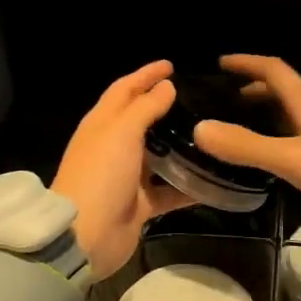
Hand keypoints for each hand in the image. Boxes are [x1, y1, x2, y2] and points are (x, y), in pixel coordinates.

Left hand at [52, 61, 195, 276]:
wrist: (86, 236)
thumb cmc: (101, 175)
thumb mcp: (122, 133)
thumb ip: (146, 108)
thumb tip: (166, 87)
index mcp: (102, 124)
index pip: (124, 90)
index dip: (145, 75)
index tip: (171, 65)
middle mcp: (113, 147)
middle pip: (141, 120)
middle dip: (165, 107)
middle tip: (197, 98)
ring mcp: (126, 176)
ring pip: (158, 155)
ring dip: (180, 146)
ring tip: (211, 134)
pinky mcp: (140, 203)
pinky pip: (169, 190)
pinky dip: (189, 186)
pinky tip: (214, 180)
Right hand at [193, 55, 300, 215]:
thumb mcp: (290, 159)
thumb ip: (246, 146)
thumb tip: (200, 128)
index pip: (275, 71)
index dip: (248, 63)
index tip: (223, 63)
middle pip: (288, 90)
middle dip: (258, 89)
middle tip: (232, 98)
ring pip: (299, 113)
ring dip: (274, 112)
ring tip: (251, 125)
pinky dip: (288, 133)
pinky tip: (283, 155)